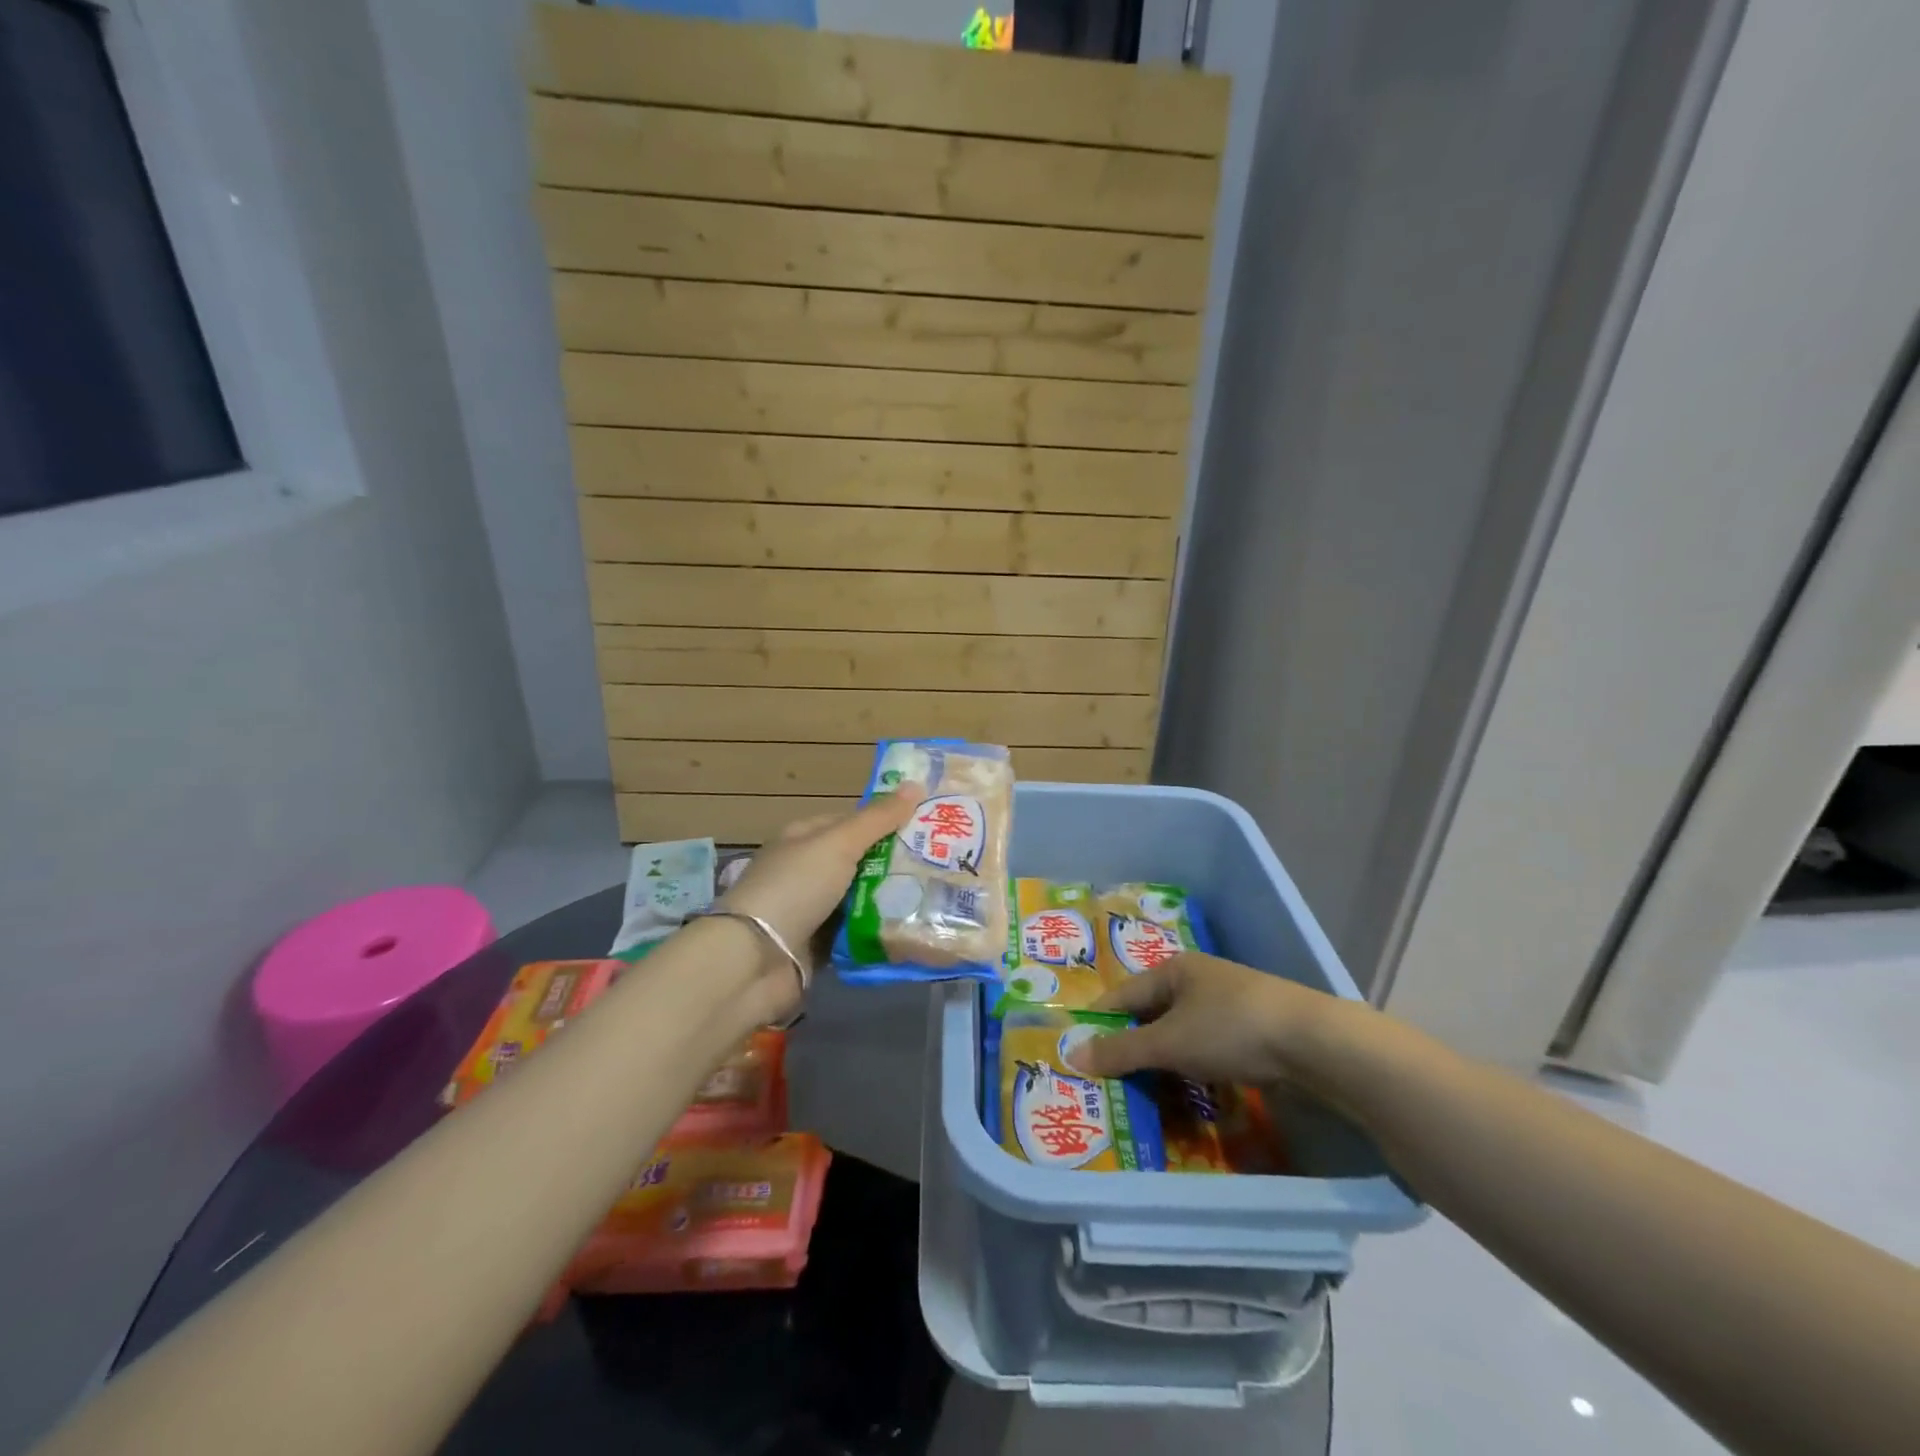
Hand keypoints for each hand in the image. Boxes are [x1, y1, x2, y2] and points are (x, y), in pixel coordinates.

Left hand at [714, 787, 920, 1013]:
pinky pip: (858, 933)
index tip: (930, 827)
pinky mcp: (819, 945)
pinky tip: (914, 930)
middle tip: (943, 865)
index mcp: (804, 838)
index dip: (888, 821)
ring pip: (862, 899)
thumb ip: (878, 818)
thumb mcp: (839, 843)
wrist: (756, 960)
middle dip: (897, 864)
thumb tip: (916, 784)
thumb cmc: (796, 887)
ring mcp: (812, 910)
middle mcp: (807, 870)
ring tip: (939, 898)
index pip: (853, 822)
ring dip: (892, 900)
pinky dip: (879, 932)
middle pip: (861, 861)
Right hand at [1066, 951, 1355, 1092]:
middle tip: (1111, 1084)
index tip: (1080, 1055)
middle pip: (1152, 1016)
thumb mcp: (1169, 1042)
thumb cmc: (1230, 1029)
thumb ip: (1122, 1050)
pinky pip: (1207, 1051)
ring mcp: (1228, 1005)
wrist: (1314, 1042)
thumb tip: (1072, 1055)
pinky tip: (1190, 1095)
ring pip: (1181, 1037)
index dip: (1100, 1023)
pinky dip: (1193, 1071)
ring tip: (1146, 1098)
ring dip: (1164, 1065)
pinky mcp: (1252, 1031)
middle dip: (1133, 1050)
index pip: (1123, 995)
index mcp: (1173, 969)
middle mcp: (1198, 981)